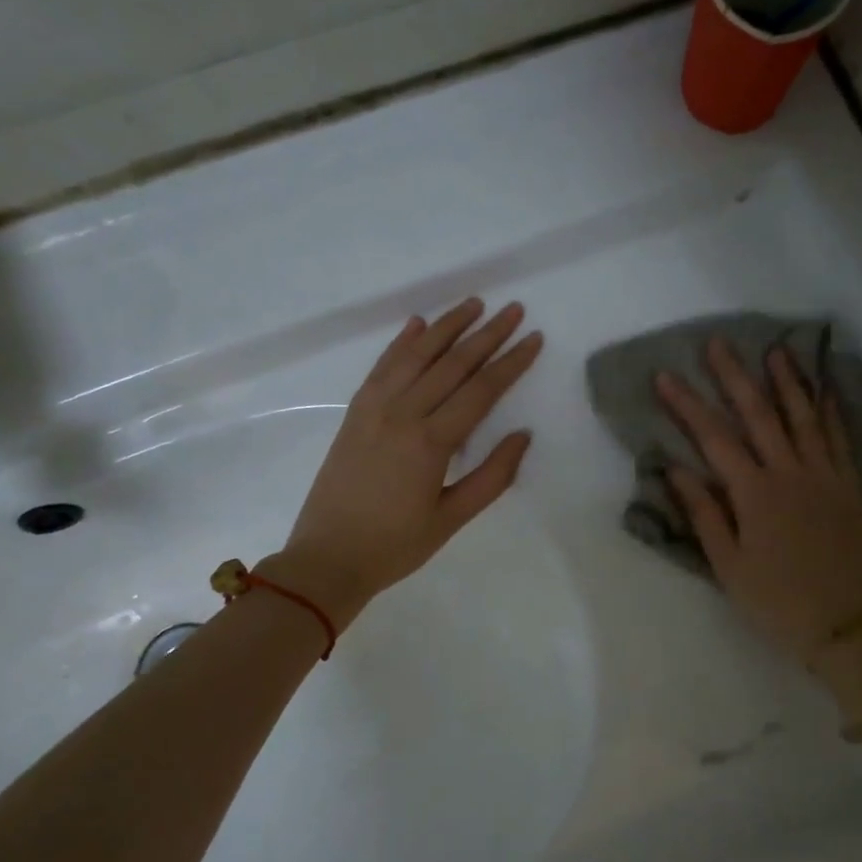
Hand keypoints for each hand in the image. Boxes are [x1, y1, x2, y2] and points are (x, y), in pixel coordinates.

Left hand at [270, 299, 543, 626]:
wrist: (327, 558)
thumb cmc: (396, 546)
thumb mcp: (452, 519)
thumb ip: (492, 477)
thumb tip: (523, 435)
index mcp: (431, 442)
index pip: (481, 390)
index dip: (511, 362)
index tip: (534, 338)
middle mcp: (402, 413)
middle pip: (452, 364)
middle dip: (487, 334)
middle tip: (513, 309)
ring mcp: (373, 408)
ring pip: (415, 355)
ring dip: (446, 326)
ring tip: (473, 303)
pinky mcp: (355, 413)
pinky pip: (382, 367)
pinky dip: (402, 342)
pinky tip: (418, 324)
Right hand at [655, 338, 861, 666]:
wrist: (848, 627)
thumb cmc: (778, 602)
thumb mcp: (729, 566)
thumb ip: (704, 514)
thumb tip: (676, 469)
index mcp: (755, 494)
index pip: (714, 439)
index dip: (687, 406)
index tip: (665, 376)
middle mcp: (791, 473)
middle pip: (759, 415)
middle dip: (735, 377)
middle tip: (718, 344)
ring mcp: (825, 476)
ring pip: (804, 417)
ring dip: (788, 381)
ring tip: (775, 350)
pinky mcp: (849, 487)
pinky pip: (838, 439)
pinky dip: (830, 411)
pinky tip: (824, 392)